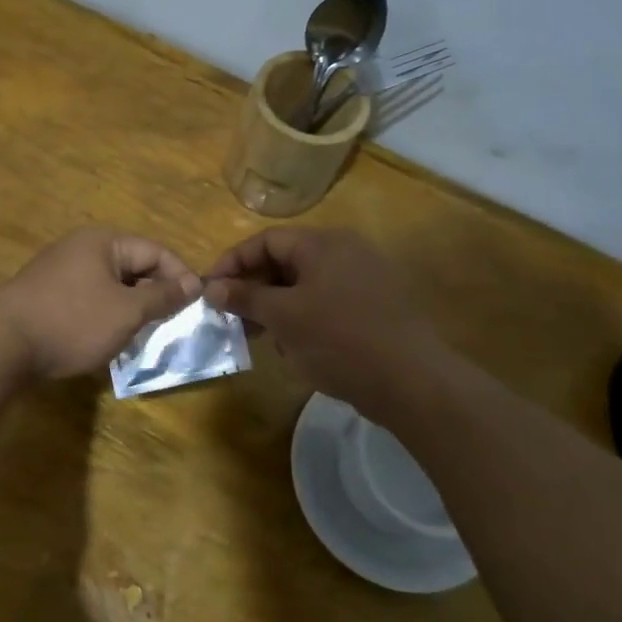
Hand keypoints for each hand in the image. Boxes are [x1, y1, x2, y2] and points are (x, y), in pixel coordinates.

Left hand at [0, 228, 201, 380]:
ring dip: (130, 309)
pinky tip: (107, 340)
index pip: (155, 251)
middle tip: (171, 325)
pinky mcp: (46, 295)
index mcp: (103, 242)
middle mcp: (81, 248)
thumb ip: (162, 297)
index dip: (180, 277)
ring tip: (143, 336)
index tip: (197, 306)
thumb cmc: (72, 322)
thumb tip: (194, 283)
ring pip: (110, 286)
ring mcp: (60, 271)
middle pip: (132, 267)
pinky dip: (104, 316)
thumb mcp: (126, 312)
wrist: (1, 344)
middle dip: (154, 295)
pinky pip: (88, 299)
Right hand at [204, 226, 448, 422]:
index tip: (210, 290)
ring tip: (260, 337)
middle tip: (231, 317)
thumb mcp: (283, 317)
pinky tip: (296, 347)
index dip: (233, 262)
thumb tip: (211, 286)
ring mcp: (365, 278)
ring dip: (276, 306)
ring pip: (305, 284)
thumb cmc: (339, 340)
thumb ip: (245, 297)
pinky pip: (328, 301)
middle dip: (254, 288)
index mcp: (323, 244)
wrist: (412, 381)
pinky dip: (304, 317)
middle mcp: (346, 251)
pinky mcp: (376, 305)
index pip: (265, 240)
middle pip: (286, 260)